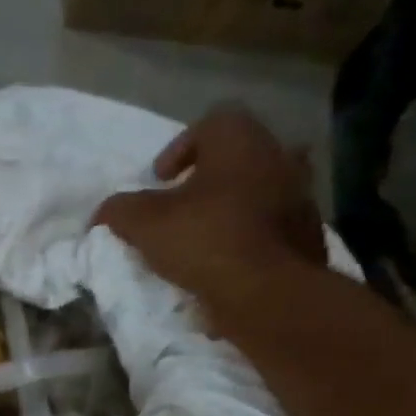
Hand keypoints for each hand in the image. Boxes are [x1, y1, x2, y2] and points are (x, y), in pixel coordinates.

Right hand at [93, 105, 325, 306]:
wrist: (267, 292)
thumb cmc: (203, 240)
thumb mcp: (141, 223)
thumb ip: (119, 209)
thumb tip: (106, 211)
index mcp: (242, 144)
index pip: (213, 122)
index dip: (181, 147)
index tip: (160, 179)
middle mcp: (280, 159)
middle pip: (240, 156)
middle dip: (210, 177)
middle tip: (183, 204)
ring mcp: (301, 198)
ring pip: (261, 190)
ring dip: (233, 206)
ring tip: (203, 236)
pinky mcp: (309, 236)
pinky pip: (272, 226)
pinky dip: (250, 237)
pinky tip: (225, 262)